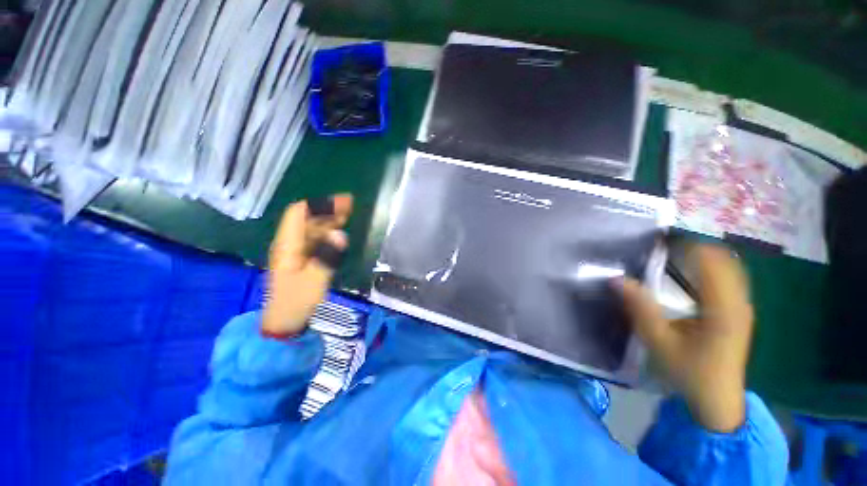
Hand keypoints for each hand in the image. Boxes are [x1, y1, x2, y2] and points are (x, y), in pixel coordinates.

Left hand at [262, 195, 352, 336]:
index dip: (320, 204)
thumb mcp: (314, 281)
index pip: (299, 214)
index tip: (342, 201)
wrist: (284, 320)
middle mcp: (290, 243)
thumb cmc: (297, 301)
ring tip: (349, 211)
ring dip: (329, 217)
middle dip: (328, 207)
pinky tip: (339, 229)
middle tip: (351, 203)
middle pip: (307, 218)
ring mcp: (296, 250)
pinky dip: (328, 230)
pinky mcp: (303, 257)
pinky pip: (315, 237)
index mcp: (287, 245)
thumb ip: (327, 257)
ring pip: (312, 226)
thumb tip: (341, 235)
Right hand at [618, 244, 753, 432]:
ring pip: (726, 266)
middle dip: (691, 244)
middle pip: (721, 258)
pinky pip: (725, 278)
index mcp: (723, 307)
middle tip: (658, 242)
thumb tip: (615, 278)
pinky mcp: (736, 311)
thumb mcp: (658, 341)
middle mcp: (737, 301)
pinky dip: (706, 266)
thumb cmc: (690, 372)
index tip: (656, 236)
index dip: (686, 242)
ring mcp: (740, 306)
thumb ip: (639, 307)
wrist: (717, 400)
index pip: (710, 259)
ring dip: (699, 254)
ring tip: (668, 250)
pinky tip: (687, 270)